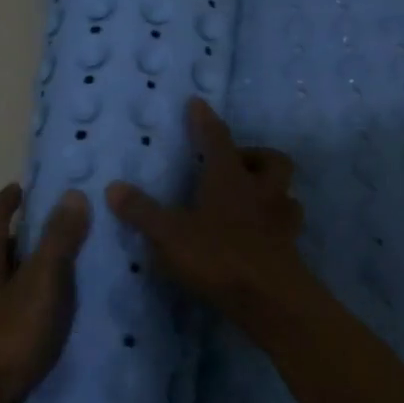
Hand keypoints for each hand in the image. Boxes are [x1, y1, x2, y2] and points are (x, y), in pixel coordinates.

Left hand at [0, 184, 89, 402]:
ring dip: (12, 273)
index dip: (8, 201)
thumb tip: (72, 194)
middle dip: (14, 237)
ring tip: (45, 275)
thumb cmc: (3, 340)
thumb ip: (57, 240)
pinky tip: (29, 321)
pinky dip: (10, 305)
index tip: (23, 188)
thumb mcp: (41, 285)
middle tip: (46, 231)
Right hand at [106, 97, 311, 332]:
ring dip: (271, 190)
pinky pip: (286, 225)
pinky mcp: (289, 249)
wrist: (271, 300)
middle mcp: (261, 191)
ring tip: (250, 200)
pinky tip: (258, 235)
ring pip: (286, 193)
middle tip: (233, 165)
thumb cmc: (218, 257)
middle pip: (272, 160)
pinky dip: (273, 224)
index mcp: (229, 178)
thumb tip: (114, 187)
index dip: (205, 120)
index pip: (217, 138)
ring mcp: (280, 220)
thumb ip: (142, 211)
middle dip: (254, 156)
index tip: (197, 103)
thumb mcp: (169, 235)